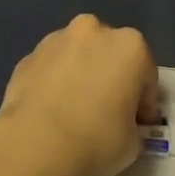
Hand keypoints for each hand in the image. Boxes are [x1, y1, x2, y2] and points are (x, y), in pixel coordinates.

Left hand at [0, 14, 157, 175]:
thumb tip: (122, 123)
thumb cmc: (96, 141)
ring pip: (77, 55)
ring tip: (74, 111)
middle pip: (110, 54)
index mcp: (129, 46)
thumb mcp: (133, 143)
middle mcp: (93, 30)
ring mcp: (56, 39)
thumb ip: (132, 124)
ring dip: (81, 74)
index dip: (144, 103)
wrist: (34, 144)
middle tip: (107, 112)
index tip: (138, 125)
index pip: (146, 75)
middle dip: (111, 77)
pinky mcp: (29, 54)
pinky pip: (51, 67)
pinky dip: (54, 82)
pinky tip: (50, 111)